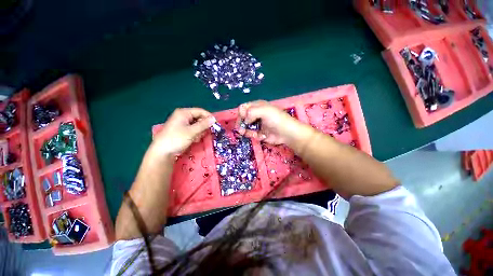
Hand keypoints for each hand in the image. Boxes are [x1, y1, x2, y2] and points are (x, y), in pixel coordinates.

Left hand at [150, 108, 214, 159]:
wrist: (162, 152)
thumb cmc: (177, 139)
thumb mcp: (192, 131)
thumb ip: (204, 124)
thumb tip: (214, 119)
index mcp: (184, 113)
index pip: (200, 111)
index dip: (208, 117)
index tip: (215, 124)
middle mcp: (183, 116)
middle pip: (199, 118)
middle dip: (203, 126)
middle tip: (204, 133)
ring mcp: (183, 123)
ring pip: (197, 125)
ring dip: (199, 132)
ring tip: (196, 138)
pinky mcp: (183, 130)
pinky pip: (193, 130)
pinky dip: (196, 134)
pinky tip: (193, 140)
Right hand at [237, 100, 309, 144]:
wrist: (286, 133)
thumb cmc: (276, 119)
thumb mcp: (264, 111)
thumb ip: (251, 112)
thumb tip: (245, 120)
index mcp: (257, 106)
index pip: (243, 107)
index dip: (241, 113)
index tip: (243, 118)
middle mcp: (256, 114)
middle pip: (243, 118)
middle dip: (241, 123)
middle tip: (240, 129)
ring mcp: (257, 124)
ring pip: (245, 127)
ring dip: (245, 130)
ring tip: (248, 133)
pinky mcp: (259, 133)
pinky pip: (251, 133)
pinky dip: (252, 135)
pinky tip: (258, 136)